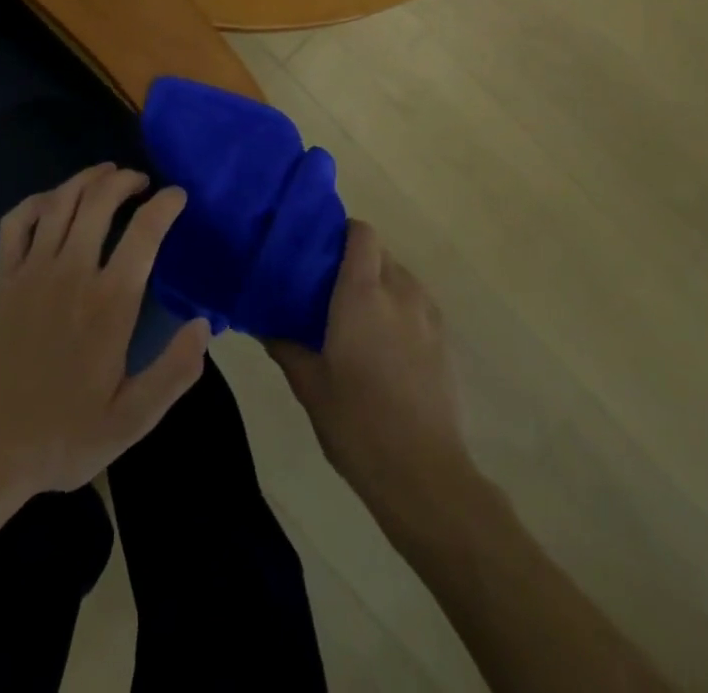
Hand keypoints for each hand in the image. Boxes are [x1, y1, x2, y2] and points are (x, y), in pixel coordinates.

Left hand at [0, 164, 211, 517]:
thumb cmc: (61, 437)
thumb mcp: (130, 421)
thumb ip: (173, 373)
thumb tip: (204, 326)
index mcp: (108, 304)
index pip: (144, 234)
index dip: (165, 205)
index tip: (177, 196)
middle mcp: (71, 273)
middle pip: (99, 202)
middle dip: (124, 180)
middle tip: (141, 180)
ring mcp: (31, 271)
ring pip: (61, 202)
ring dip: (86, 179)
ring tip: (106, 173)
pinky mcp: (2, 279)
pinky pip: (16, 222)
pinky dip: (36, 201)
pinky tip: (51, 201)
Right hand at [269, 220, 470, 508]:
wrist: (424, 475)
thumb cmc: (357, 423)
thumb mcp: (309, 384)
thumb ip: (285, 345)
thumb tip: (262, 323)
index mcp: (363, 293)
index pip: (361, 233)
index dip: (342, 232)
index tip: (318, 249)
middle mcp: (400, 293)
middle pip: (380, 253)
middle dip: (356, 260)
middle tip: (327, 287)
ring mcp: (428, 317)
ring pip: (401, 278)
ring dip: (379, 284)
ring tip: (355, 316)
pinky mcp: (445, 342)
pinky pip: (417, 306)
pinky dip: (399, 310)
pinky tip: (383, 345)